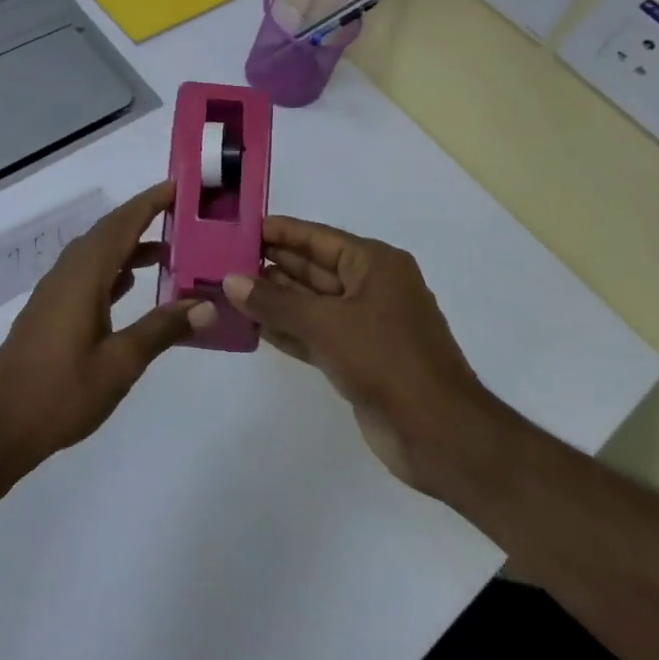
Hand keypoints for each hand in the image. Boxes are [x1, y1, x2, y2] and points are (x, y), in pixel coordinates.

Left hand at [0, 182, 214, 473]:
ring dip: (129, 247)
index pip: (121, 226)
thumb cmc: (60, 394)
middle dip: (142, 219)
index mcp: (83, 278)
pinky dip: (113, 270)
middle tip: (182, 215)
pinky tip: (129, 284)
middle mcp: (66, 276)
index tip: (177, 186)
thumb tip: (206, 304)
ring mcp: (54, 294)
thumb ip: (162, 329)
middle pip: (107, 234)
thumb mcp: (120, 364)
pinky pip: (86, 275)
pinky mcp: (49, 313)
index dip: (149, 203)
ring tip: (168, 251)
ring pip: (96, 255)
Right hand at [222, 217, 499, 491]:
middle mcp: (370, 288)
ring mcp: (364, 325)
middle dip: (270, 266)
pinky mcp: (356, 359)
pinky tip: (250, 327)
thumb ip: (275, 303)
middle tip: (221, 262)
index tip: (240, 228)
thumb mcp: (326, 324)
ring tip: (226, 292)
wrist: (437, 432)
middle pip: (312, 268)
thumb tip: (230, 281)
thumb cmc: (386, 360)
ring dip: (273, 300)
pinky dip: (286, 330)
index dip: (280, 232)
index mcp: (375, 264)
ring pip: (310, 304)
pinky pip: (314, 335)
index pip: (318, 238)